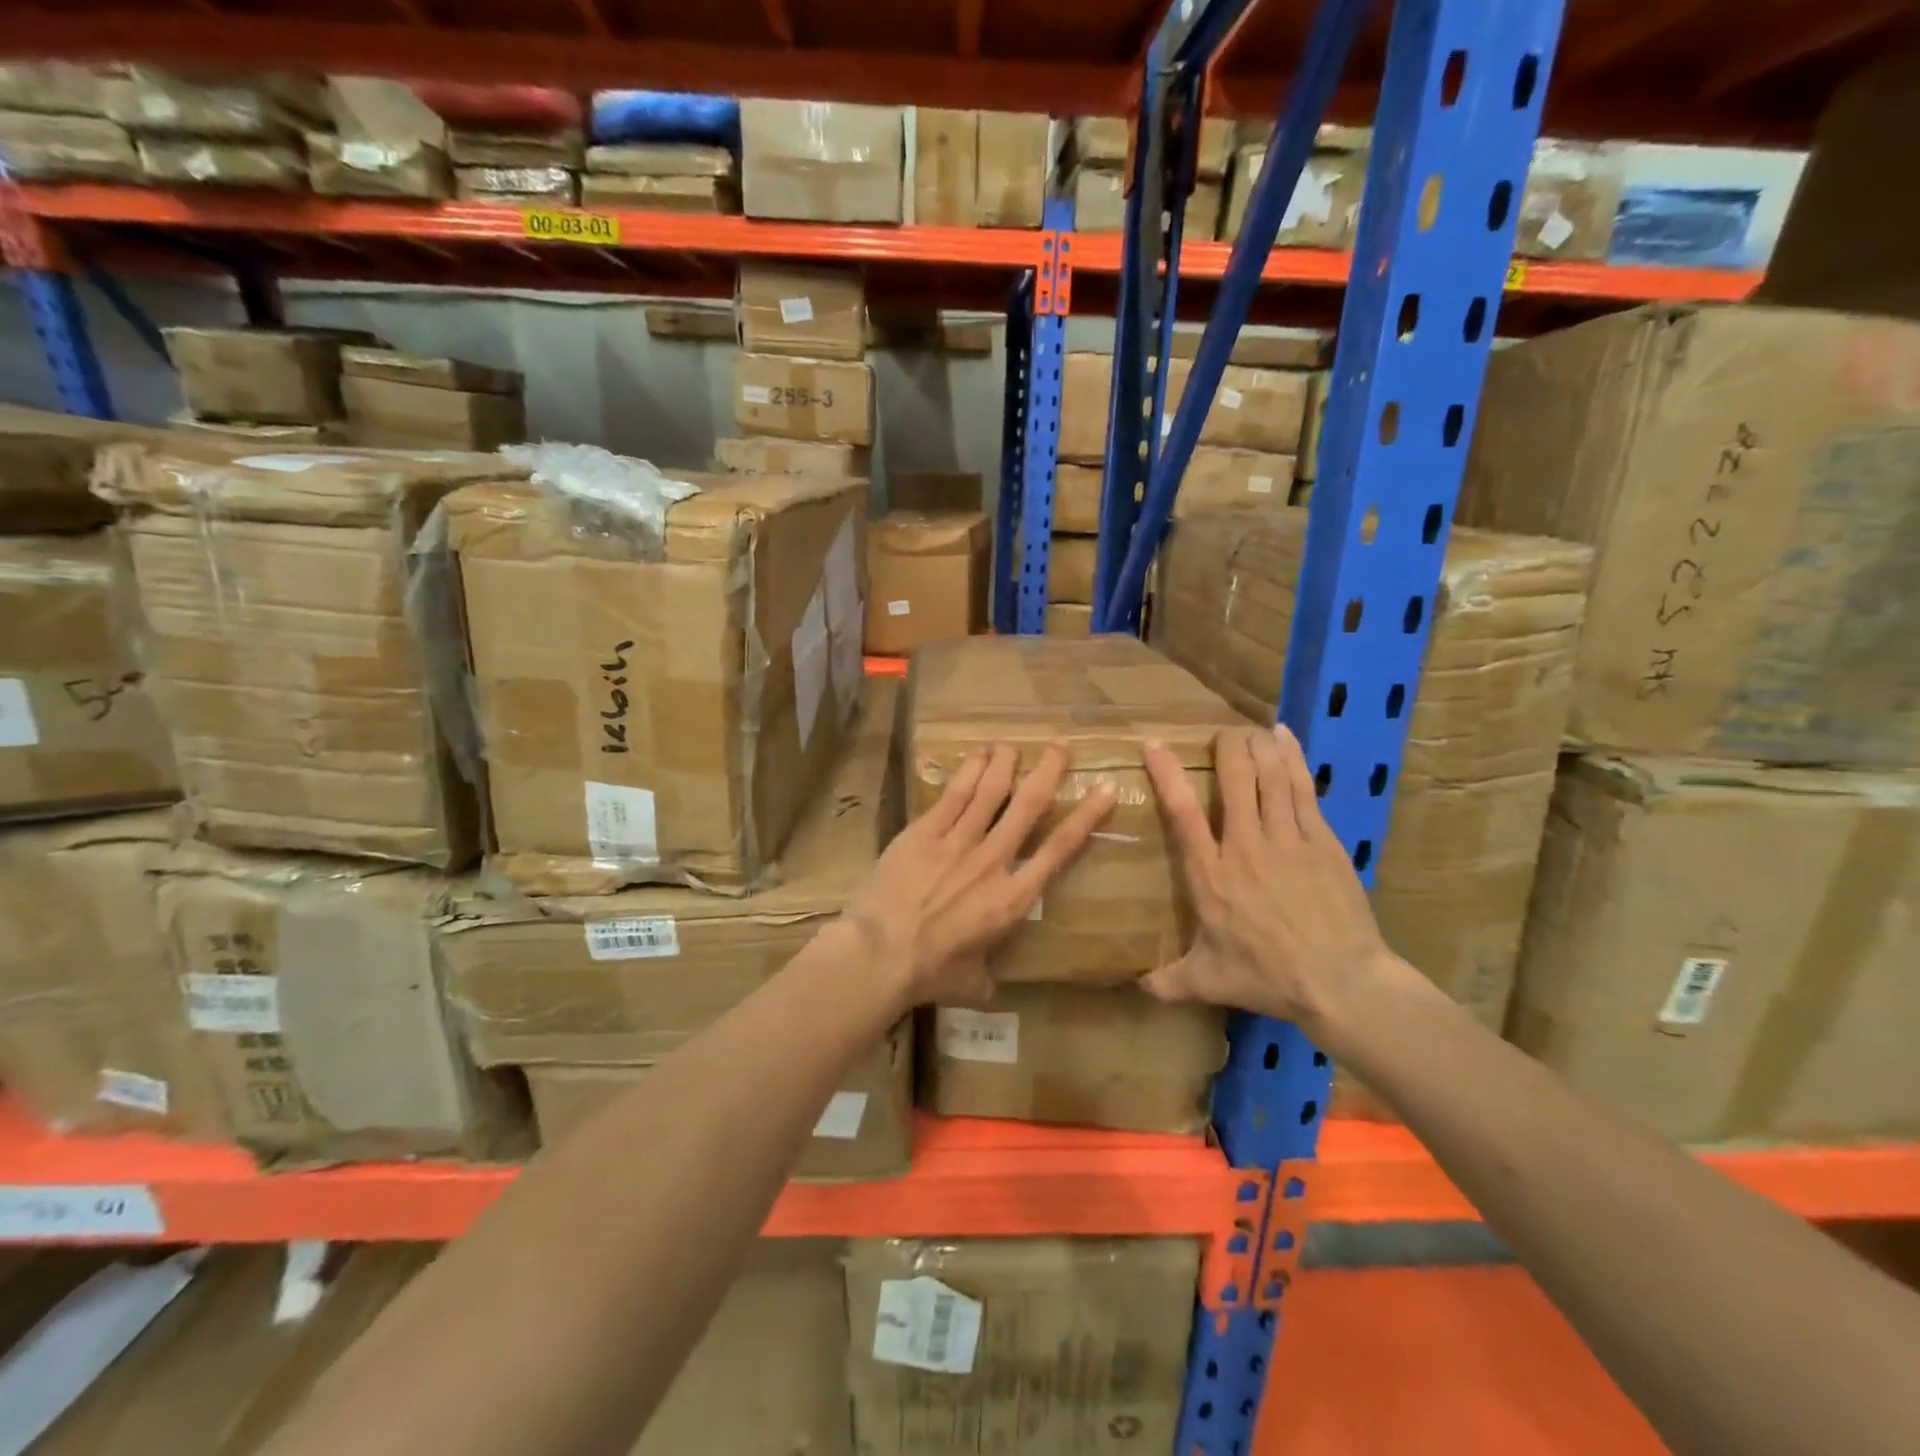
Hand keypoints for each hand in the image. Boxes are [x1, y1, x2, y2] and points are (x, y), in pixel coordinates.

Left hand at [844, 743, 1115, 1006]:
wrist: (880, 953)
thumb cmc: (930, 973)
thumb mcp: (972, 983)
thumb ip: (987, 975)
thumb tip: (988, 985)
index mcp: (1012, 898)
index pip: (1059, 849)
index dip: (1087, 816)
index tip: (1106, 789)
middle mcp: (992, 861)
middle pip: (1028, 807)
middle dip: (1048, 773)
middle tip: (1060, 747)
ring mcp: (957, 842)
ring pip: (990, 792)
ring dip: (1006, 764)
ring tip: (1014, 745)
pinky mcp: (924, 832)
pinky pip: (954, 795)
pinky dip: (969, 771)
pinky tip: (978, 755)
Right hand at [1142, 724, 1398, 1032]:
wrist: (1340, 982)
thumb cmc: (1268, 977)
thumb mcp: (1208, 981)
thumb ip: (1169, 981)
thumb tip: (1136, 987)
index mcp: (1211, 874)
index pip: (1182, 813)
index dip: (1167, 774)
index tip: (1155, 745)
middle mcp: (1246, 845)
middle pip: (1235, 779)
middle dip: (1225, 747)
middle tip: (1220, 734)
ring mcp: (1288, 839)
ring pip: (1270, 776)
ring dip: (1258, 746)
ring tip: (1249, 729)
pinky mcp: (1322, 841)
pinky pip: (1304, 788)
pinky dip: (1293, 758)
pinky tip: (1286, 738)